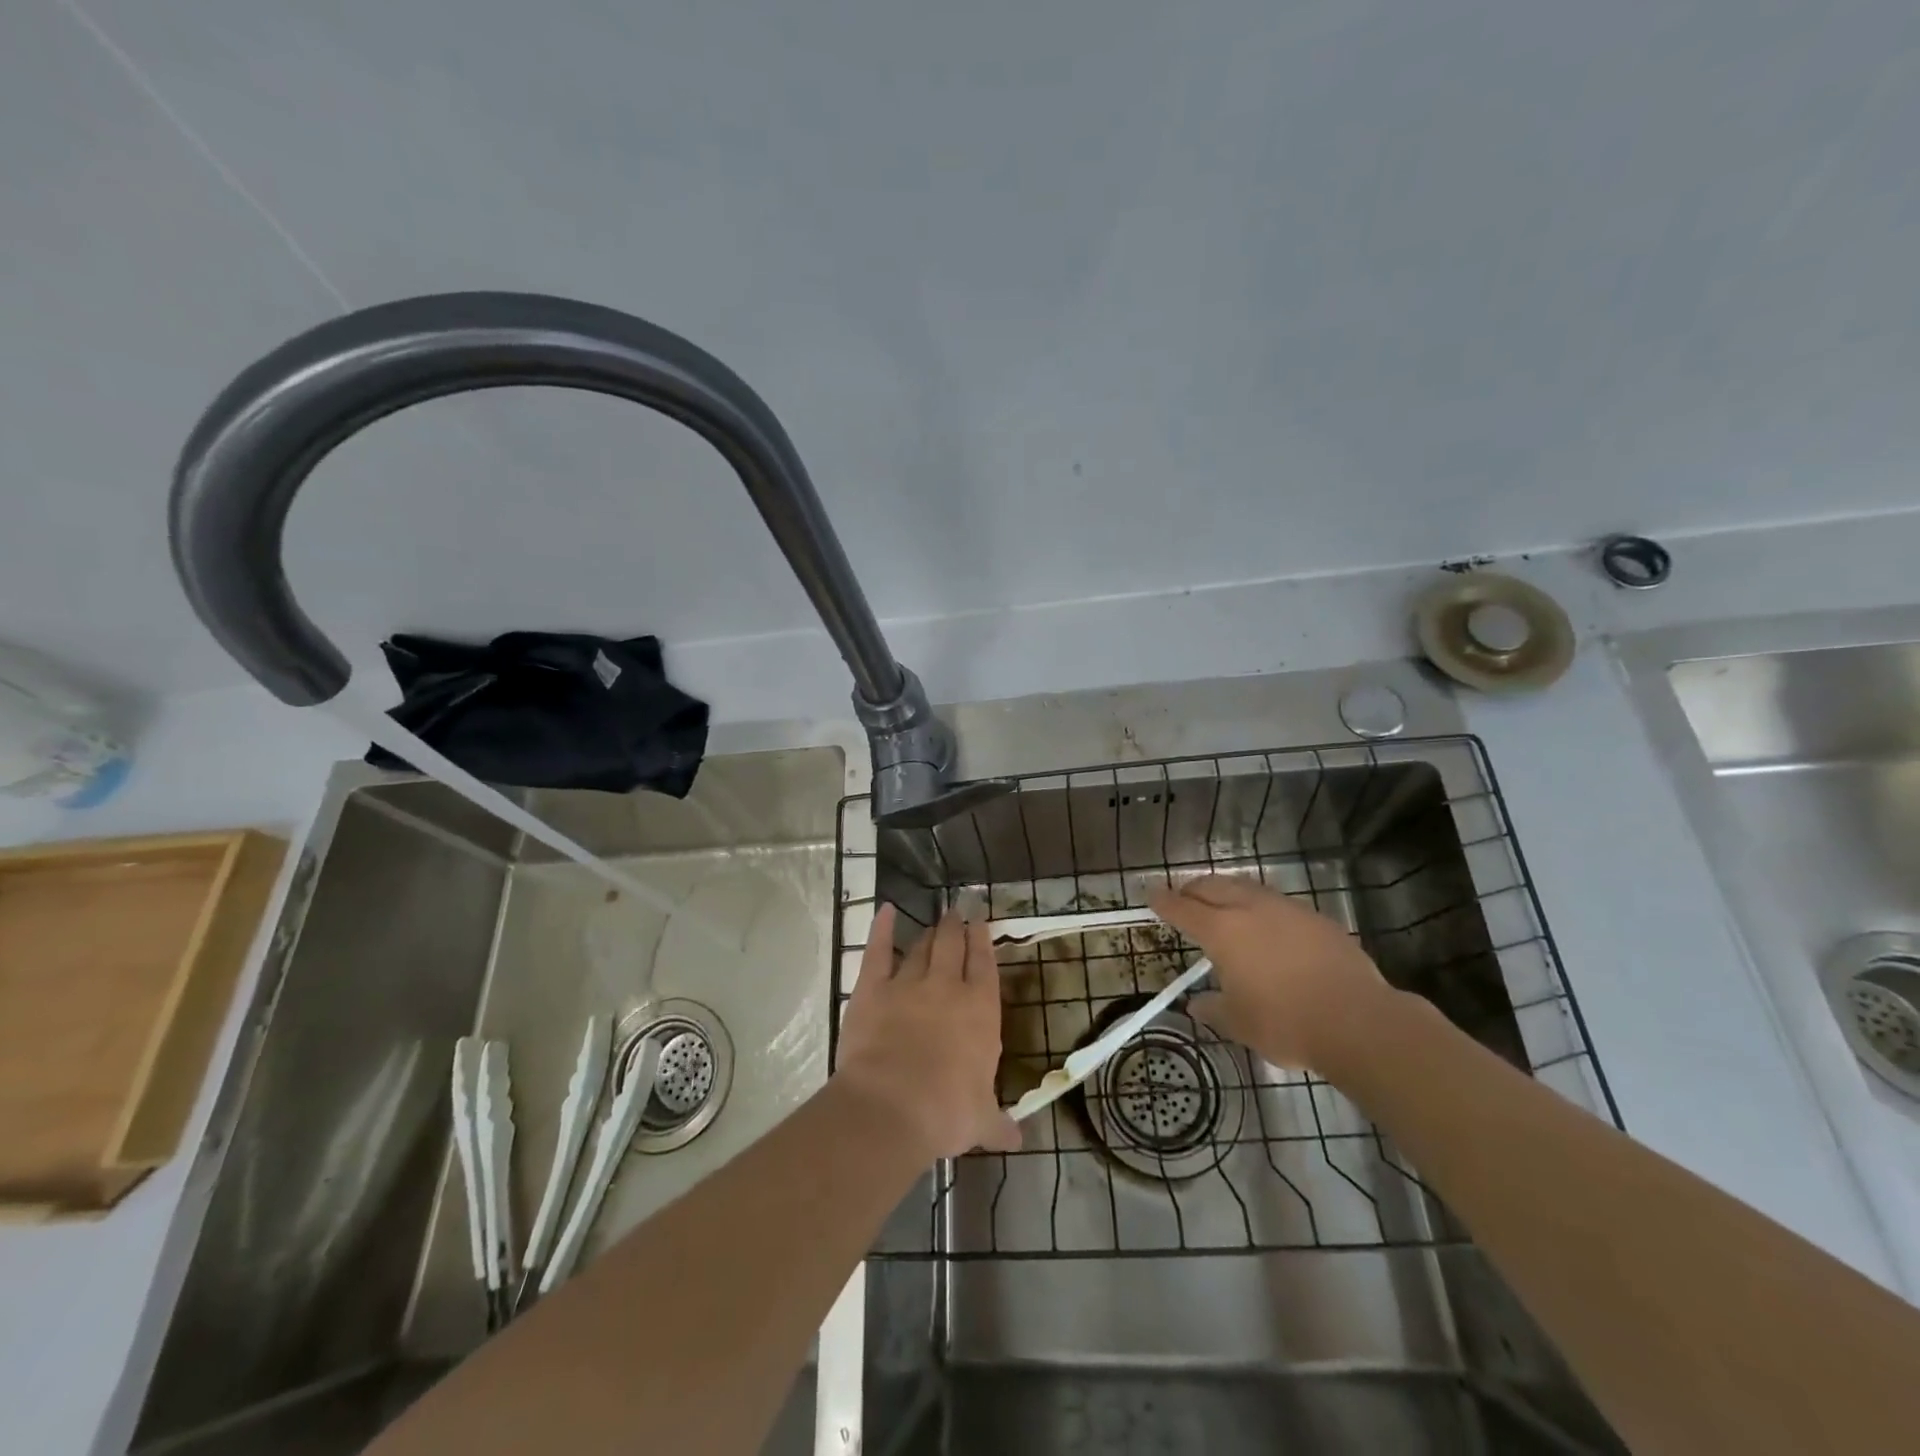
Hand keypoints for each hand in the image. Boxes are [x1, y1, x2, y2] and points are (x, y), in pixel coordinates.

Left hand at [833, 903, 1021, 1160]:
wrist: (891, 1106)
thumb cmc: (946, 1112)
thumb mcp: (980, 1122)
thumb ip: (998, 1124)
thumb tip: (1017, 1140)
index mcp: (980, 1011)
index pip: (985, 965)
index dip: (983, 940)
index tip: (981, 922)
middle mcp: (947, 988)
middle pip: (953, 946)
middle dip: (956, 927)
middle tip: (957, 912)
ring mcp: (908, 984)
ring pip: (921, 948)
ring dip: (929, 933)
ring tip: (934, 922)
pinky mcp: (872, 988)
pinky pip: (877, 950)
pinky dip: (881, 929)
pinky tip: (886, 911)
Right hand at [1149, 875, 1393, 1071]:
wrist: (1358, 1021)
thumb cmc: (1285, 1023)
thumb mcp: (1239, 1024)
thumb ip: (1213, 1009)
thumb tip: (1196, 1005)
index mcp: (1222, 931)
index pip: (1182, 909)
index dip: (1163, 902)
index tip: (1151, 895)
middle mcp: (1250, 909)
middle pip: (1212, 886)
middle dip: (1193, 889)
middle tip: (1183, 897)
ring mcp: (1286, 909)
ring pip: (1246, 887)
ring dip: (1227, 891)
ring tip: (1222, 904)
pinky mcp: (1316, 918)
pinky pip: (1276, 902)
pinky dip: (1259, 906)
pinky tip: (1266, 925)